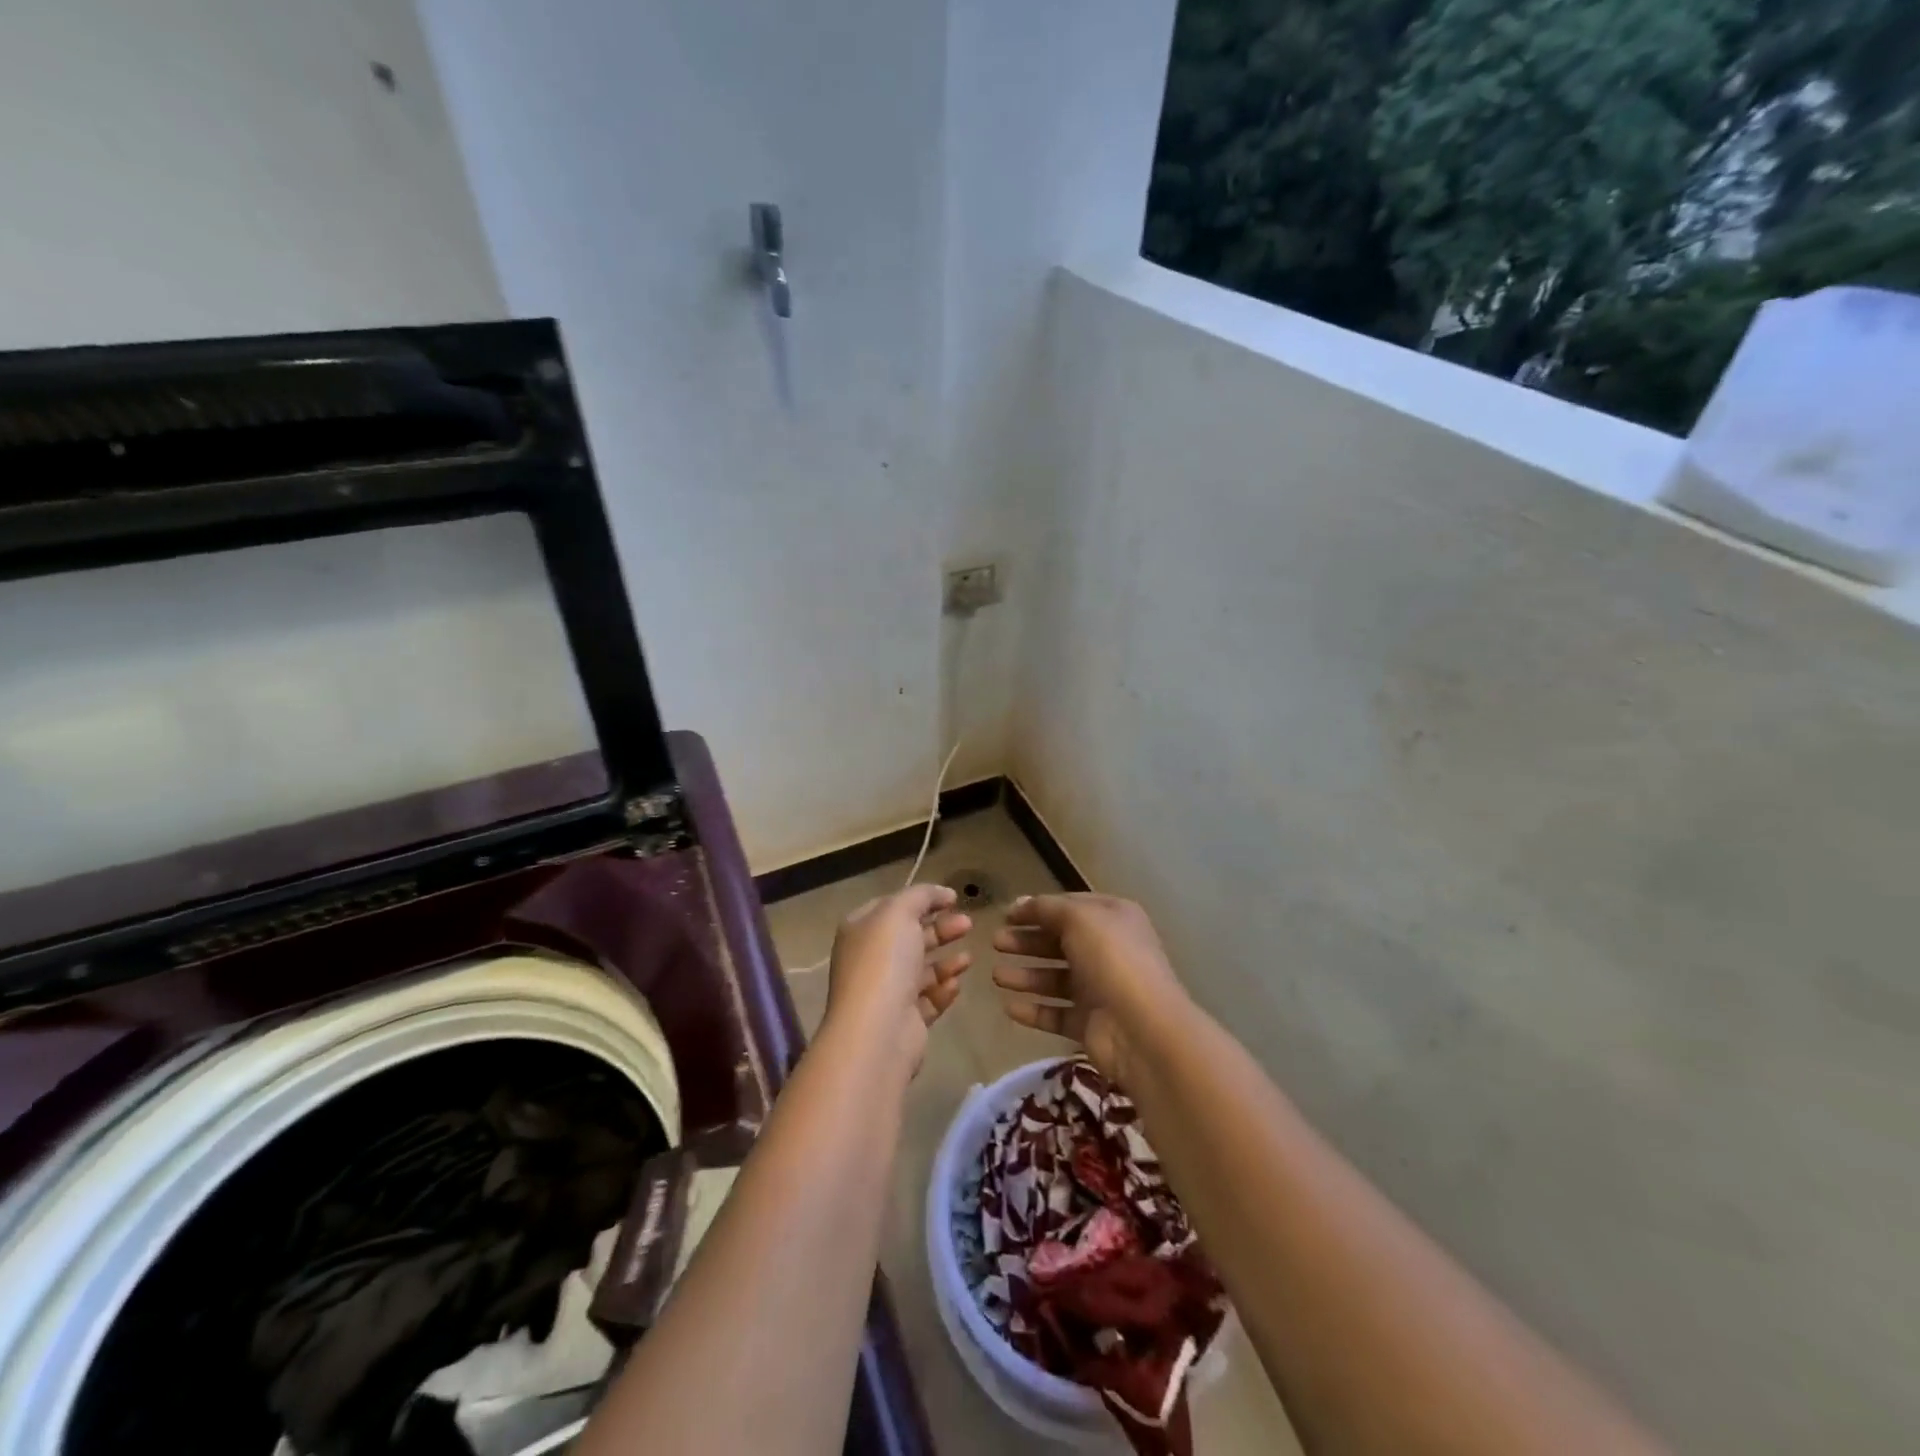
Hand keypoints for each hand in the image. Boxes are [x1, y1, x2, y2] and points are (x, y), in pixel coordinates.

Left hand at [824, 884, 972, 1070]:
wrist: (878, 1031)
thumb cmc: (884, 962)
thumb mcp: (900, 912)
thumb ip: (921, 895)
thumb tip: (941, 893)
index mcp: (860, 930)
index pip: (892, 907)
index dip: (922, 899)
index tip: (953, 898)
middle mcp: (870, 960)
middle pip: (910, 938)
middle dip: (940, 929)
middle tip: (969, 924)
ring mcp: (886, 993)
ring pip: (921, 970)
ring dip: (946, 961)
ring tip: (969, 957)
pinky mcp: (904, 1021)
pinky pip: (927, 1000)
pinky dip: (943, 990)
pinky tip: (956, 984)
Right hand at [992, 893, 1188, 1084]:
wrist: (1142, 1029)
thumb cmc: (1112, 960)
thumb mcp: (1079, 918)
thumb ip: (1046, 908)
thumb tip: (1020, 903)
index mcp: (1113, 919)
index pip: (1070, 907)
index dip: (1038, 909)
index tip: (1006, 914)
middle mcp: (1108, 951)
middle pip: (1060, 942)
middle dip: (1027, 941)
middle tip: (996, 942)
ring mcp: (1100, 990)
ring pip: (1056, 978)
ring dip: (1026, 976)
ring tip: (996, 976)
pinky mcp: (1091, 1024)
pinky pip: (1056, 1013)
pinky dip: (1034, 1010)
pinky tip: (1009, 1007)